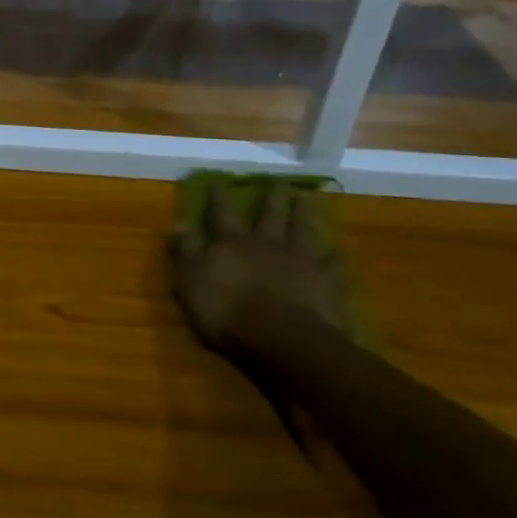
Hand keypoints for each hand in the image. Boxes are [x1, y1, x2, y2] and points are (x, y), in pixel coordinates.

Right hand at [168, 180, 352, 369]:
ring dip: (303, 214)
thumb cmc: (228, 311)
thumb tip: (177, 223)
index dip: (218, 196)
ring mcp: (301, 261)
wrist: (284, 338)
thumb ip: (185, 251)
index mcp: (232, 243)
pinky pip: (333, 265)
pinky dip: (335, 256)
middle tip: (279, 182)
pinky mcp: (326, 283)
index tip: (219, 179)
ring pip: (303, 230)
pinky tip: (340, 249)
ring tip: (307, 199)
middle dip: (272, 198)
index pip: (221, 213)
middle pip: (270, 214)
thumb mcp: (191, 281)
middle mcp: (267, 243)